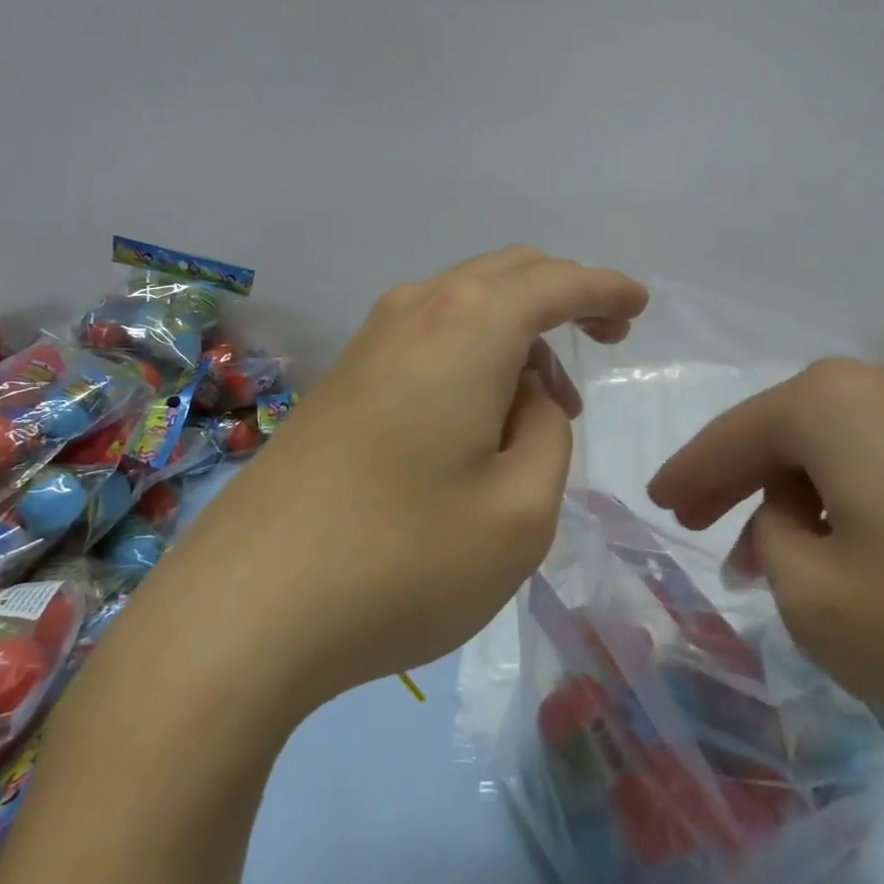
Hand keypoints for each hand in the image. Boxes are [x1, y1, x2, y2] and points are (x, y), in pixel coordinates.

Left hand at [154, 248, 646, 715]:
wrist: (244, 609)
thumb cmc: (402, 561)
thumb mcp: (520, 511)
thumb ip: (546, 434)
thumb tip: (525, 396)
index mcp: (468, 326)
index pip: (556, 282)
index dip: (605, 289)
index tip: (638, 305)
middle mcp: (416, 311)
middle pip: (507, 274)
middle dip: (563, 297)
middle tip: (601, 344)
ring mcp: (369, 341)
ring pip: (465, 302)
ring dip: (516, 332)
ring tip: (542, 408)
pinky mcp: (341, 378)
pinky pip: (429, 335)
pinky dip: (472, 352)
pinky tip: (477, 416)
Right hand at [647, 361, 883, 771]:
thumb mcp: (819, 602)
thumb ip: (774, 544)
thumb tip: (795, 517)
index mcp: (829, 403)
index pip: (729, 436)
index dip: (687, 474)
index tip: (659, 504)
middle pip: (786, 435)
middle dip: (742, 486)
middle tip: (708, 532)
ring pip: (843, 452)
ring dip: (803, 501)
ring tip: (785, 561)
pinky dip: (860, 505)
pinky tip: (865, 555)